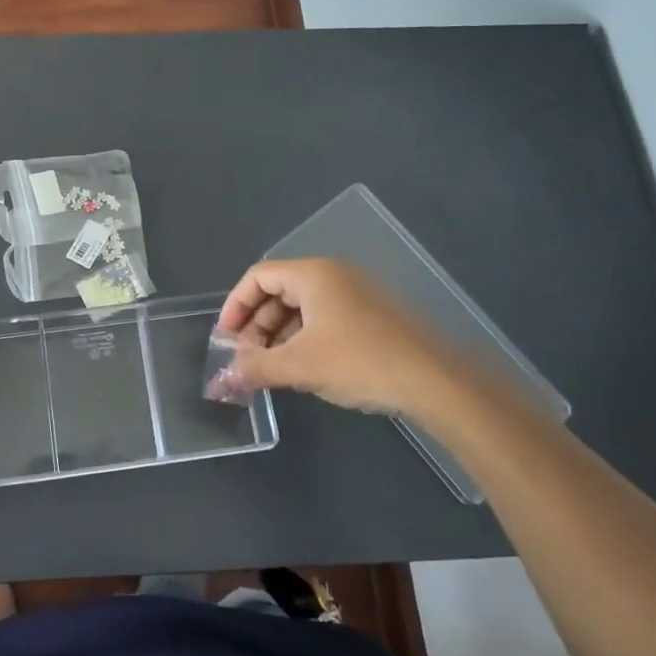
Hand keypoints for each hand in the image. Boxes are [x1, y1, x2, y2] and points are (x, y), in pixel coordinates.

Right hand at [215, 258, 491, 431]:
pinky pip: (324, 318)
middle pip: (279, 291)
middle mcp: (333, 274)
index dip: (235, 306)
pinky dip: (304, 339)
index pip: (258, 276)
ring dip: (279, 336)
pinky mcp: (372, 315)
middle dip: (256, 325)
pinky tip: (304, 369)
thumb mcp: (299, 366)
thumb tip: (221, 378)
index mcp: (313, 274)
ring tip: (272, 370)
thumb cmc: (359, 361)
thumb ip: (255, 367)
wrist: (434, 380)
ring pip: (302, 308)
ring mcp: (356, 293)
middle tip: (247, 359)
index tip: (226, 339)